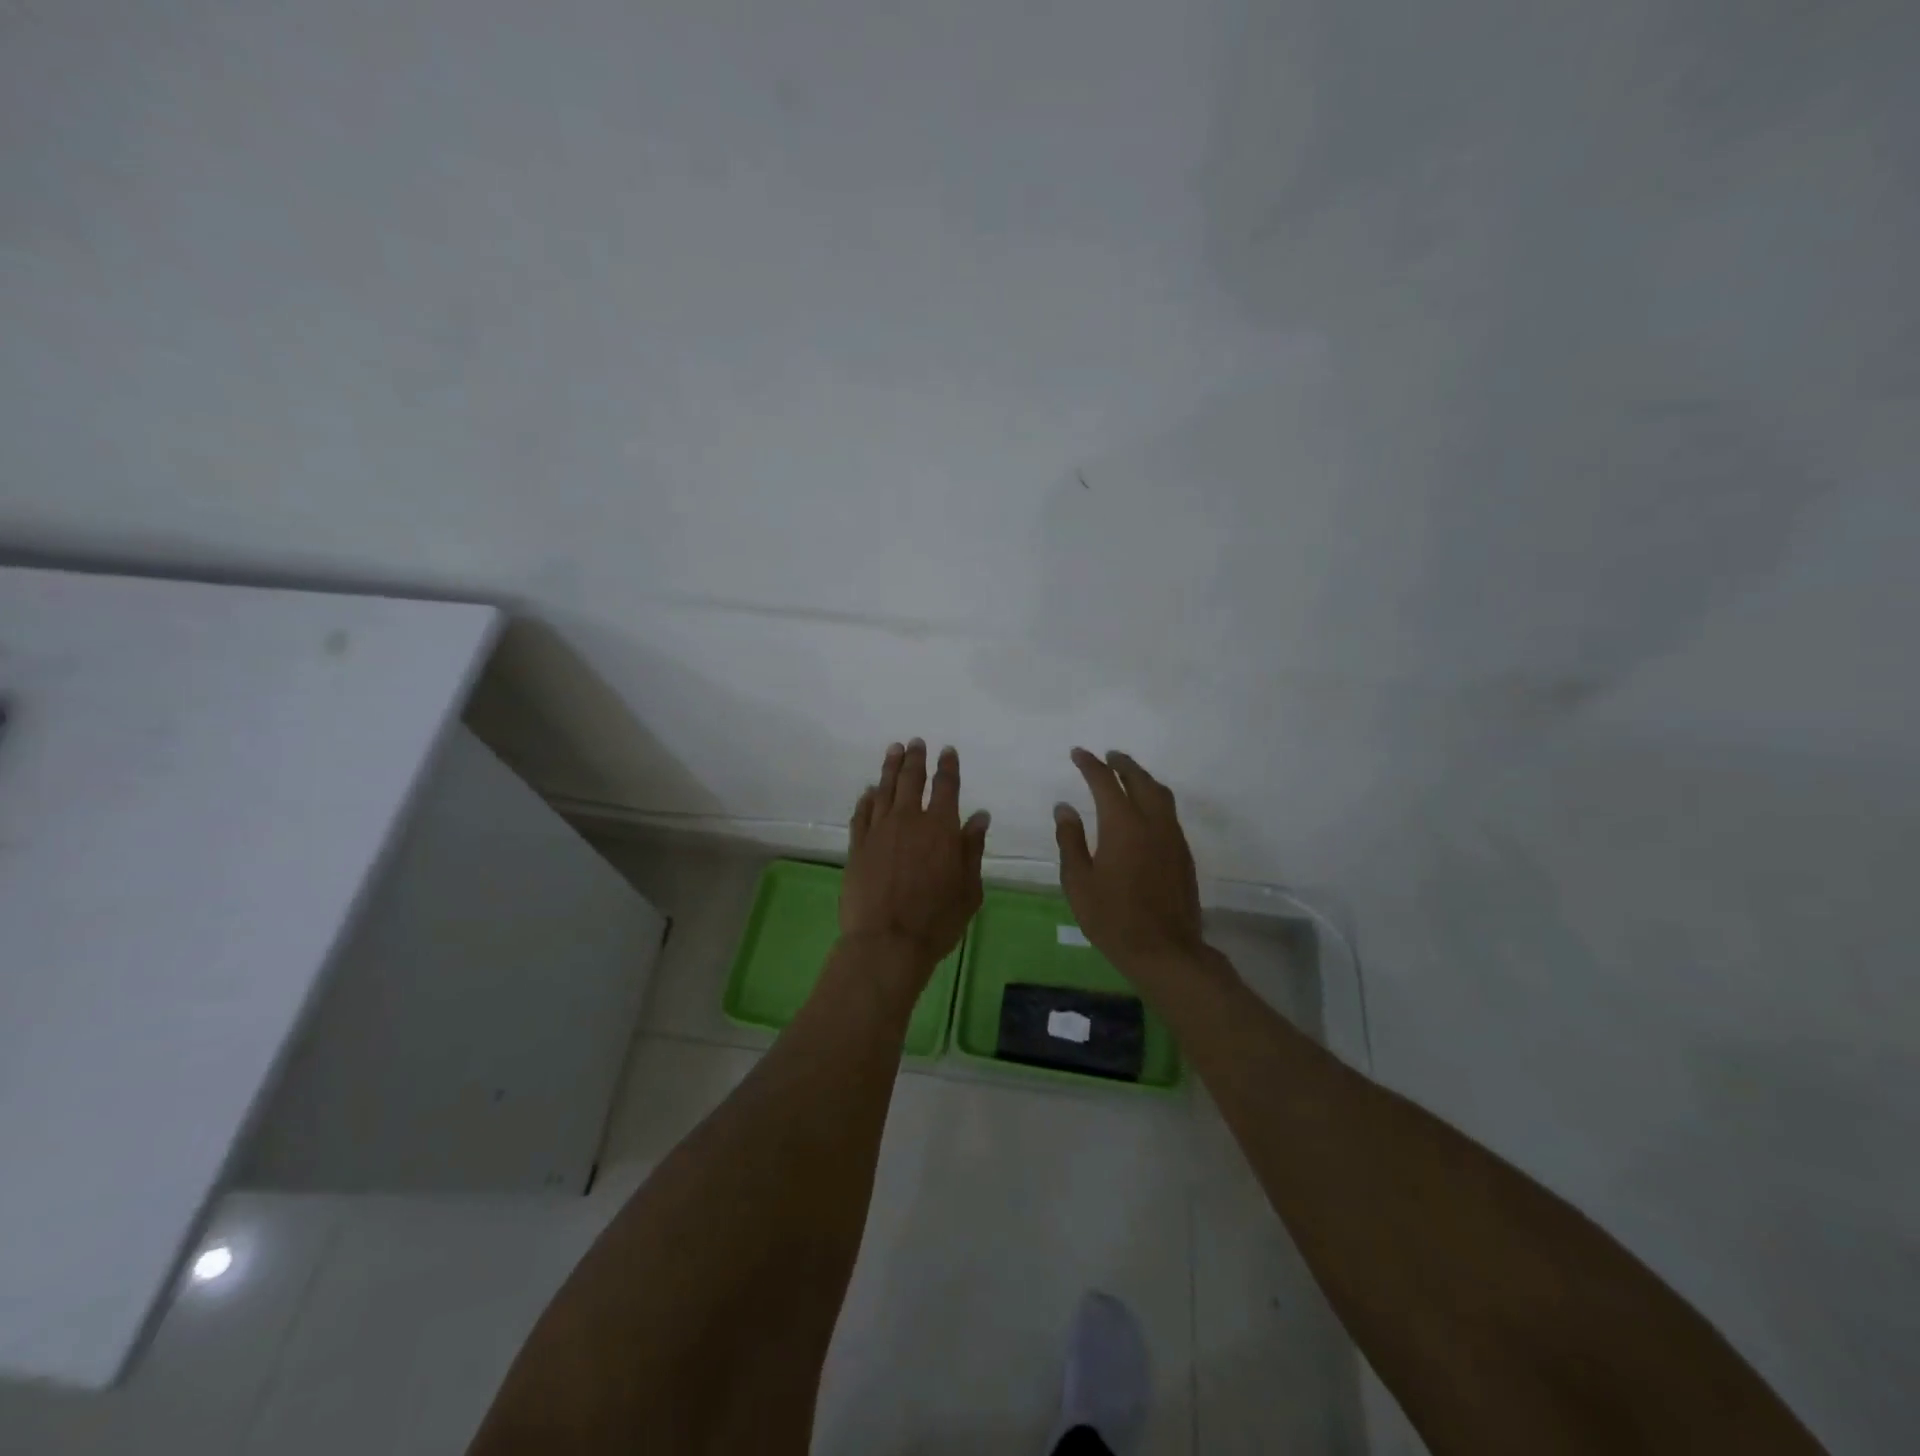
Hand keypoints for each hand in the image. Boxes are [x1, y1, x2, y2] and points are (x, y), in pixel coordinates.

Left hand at [841, 740, 989, 974]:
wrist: (886, 942)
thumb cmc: (937, 920)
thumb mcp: (969, 888)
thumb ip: (972, 849)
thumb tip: (979, 817)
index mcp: (941, 828)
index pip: (946, 787)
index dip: (948, 766)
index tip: (947, 750)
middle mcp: (909, 820)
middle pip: (912, 780)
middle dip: (916, 758)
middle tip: (916, 742)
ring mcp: (879, 831)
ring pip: (884, 789)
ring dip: (890, 768)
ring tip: (893, 750)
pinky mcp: (858, 846)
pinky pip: (862, 813)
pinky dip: (867, 798)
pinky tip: (869, 791)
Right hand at [1055, 748, 1205, 978]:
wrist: (1165, 950)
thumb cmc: (1113, 918)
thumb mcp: (1078, 882)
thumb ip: (1070, 840)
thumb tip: (1064, 808)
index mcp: (1123, 825)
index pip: (1105, 782)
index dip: (1091, 765)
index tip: (1078, 753)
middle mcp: (1152, 822)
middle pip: (1140, 780)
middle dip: (1123, 764)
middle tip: (1109, 756)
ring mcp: (1173, 837)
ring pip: (1161, 794)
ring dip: (1143, 779)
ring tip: (1128, 776)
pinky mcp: (1183, 854)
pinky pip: (1169, 813)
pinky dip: (1154, 799)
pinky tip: (1145, 811)